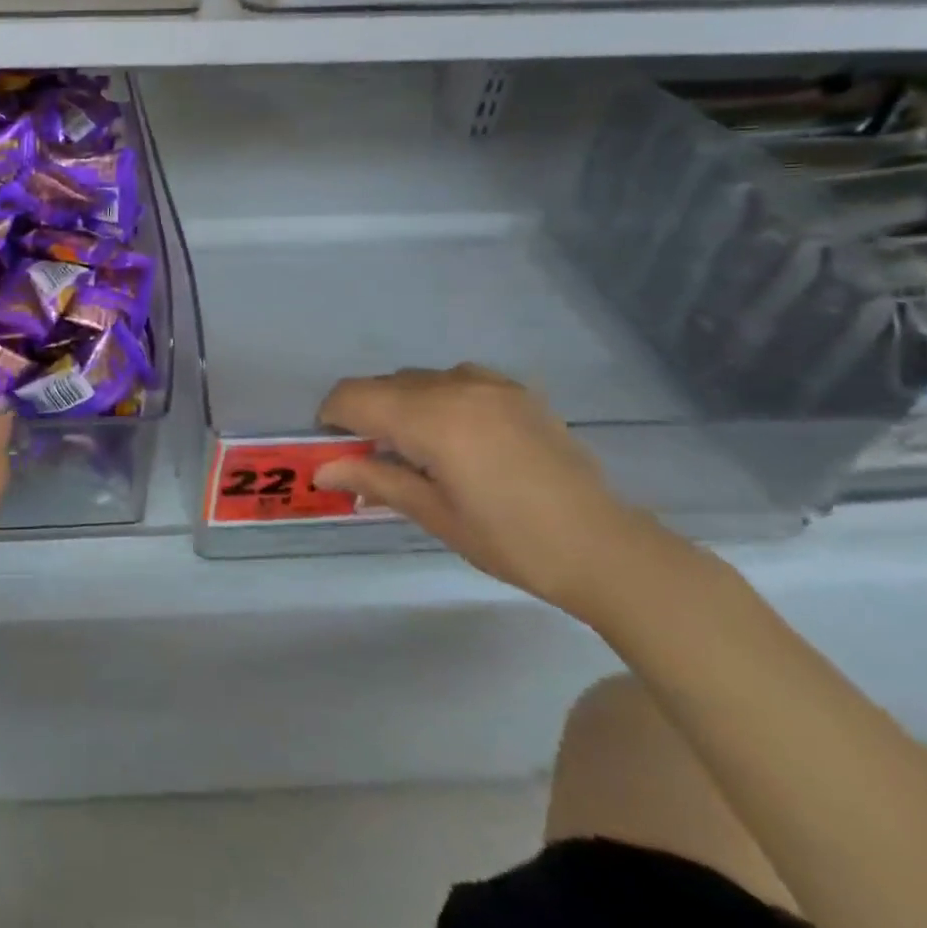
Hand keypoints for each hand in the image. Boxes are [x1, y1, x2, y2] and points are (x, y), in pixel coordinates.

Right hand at [314, 364, 646, 615]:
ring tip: (419, 451)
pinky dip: (438, 398)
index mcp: (432, 419)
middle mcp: (455, 387)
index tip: (333, 450)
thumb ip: (375, 480)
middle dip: (365, 414)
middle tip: (373, 459)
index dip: (331, 418)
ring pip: (417, 379)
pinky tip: (457, 436)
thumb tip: (322, 470)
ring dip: (401, 405)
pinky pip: (455, 379)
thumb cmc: (511, 541)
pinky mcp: (515, 390)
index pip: (353, 396)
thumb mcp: (435, 515)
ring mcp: (490, 383)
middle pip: (382, 384)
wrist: (604, 548)